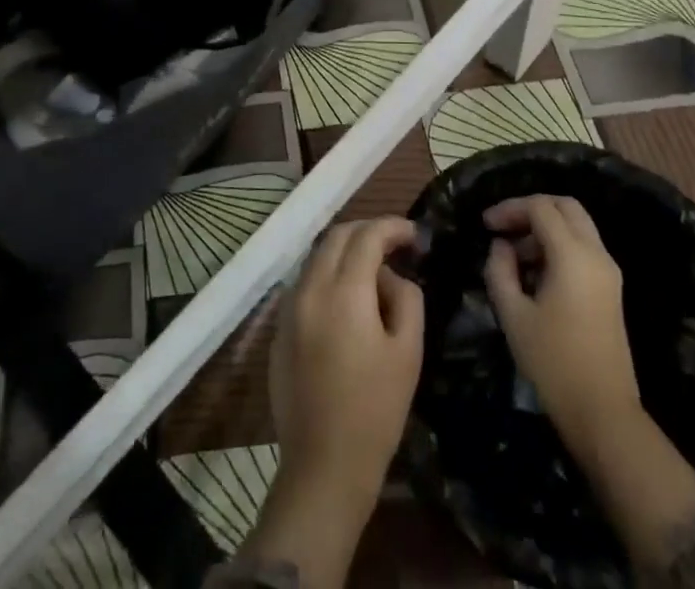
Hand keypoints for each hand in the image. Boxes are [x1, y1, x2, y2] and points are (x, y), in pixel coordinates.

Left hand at [248, 218, 423, 587]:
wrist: (323, 468)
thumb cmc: (375, 410)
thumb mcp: (408, 351)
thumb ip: (406, 297)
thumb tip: (391, 276)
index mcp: (344, 291)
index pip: (368, 235)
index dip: (394, 227)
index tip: (415, 236)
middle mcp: (310, 289)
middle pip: (337, 236)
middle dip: (368, 231)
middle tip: (395, 245)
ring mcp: (289, 309)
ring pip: (317, 257)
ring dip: (345, 251)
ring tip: (373, 271)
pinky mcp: (279, 331)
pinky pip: (305, 284)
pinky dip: (327, 276)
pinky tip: (347, 301)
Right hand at [483, 196, 694, 564]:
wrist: (604, 414)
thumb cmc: (554, 364)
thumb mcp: (514, 316)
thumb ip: (500, 271)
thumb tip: (501, 246)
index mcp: (573, 255)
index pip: (541, 207)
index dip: (510, 208)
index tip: (485, 225)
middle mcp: (596, 254)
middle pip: (565, 206)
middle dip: (531, 209)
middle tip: (503, 228)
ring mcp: (608, 271)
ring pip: (577, 225)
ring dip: (545, 228)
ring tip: (514, 257)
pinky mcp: (611, 289)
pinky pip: (584, 248)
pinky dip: (559, 246)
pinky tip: (535, 274)